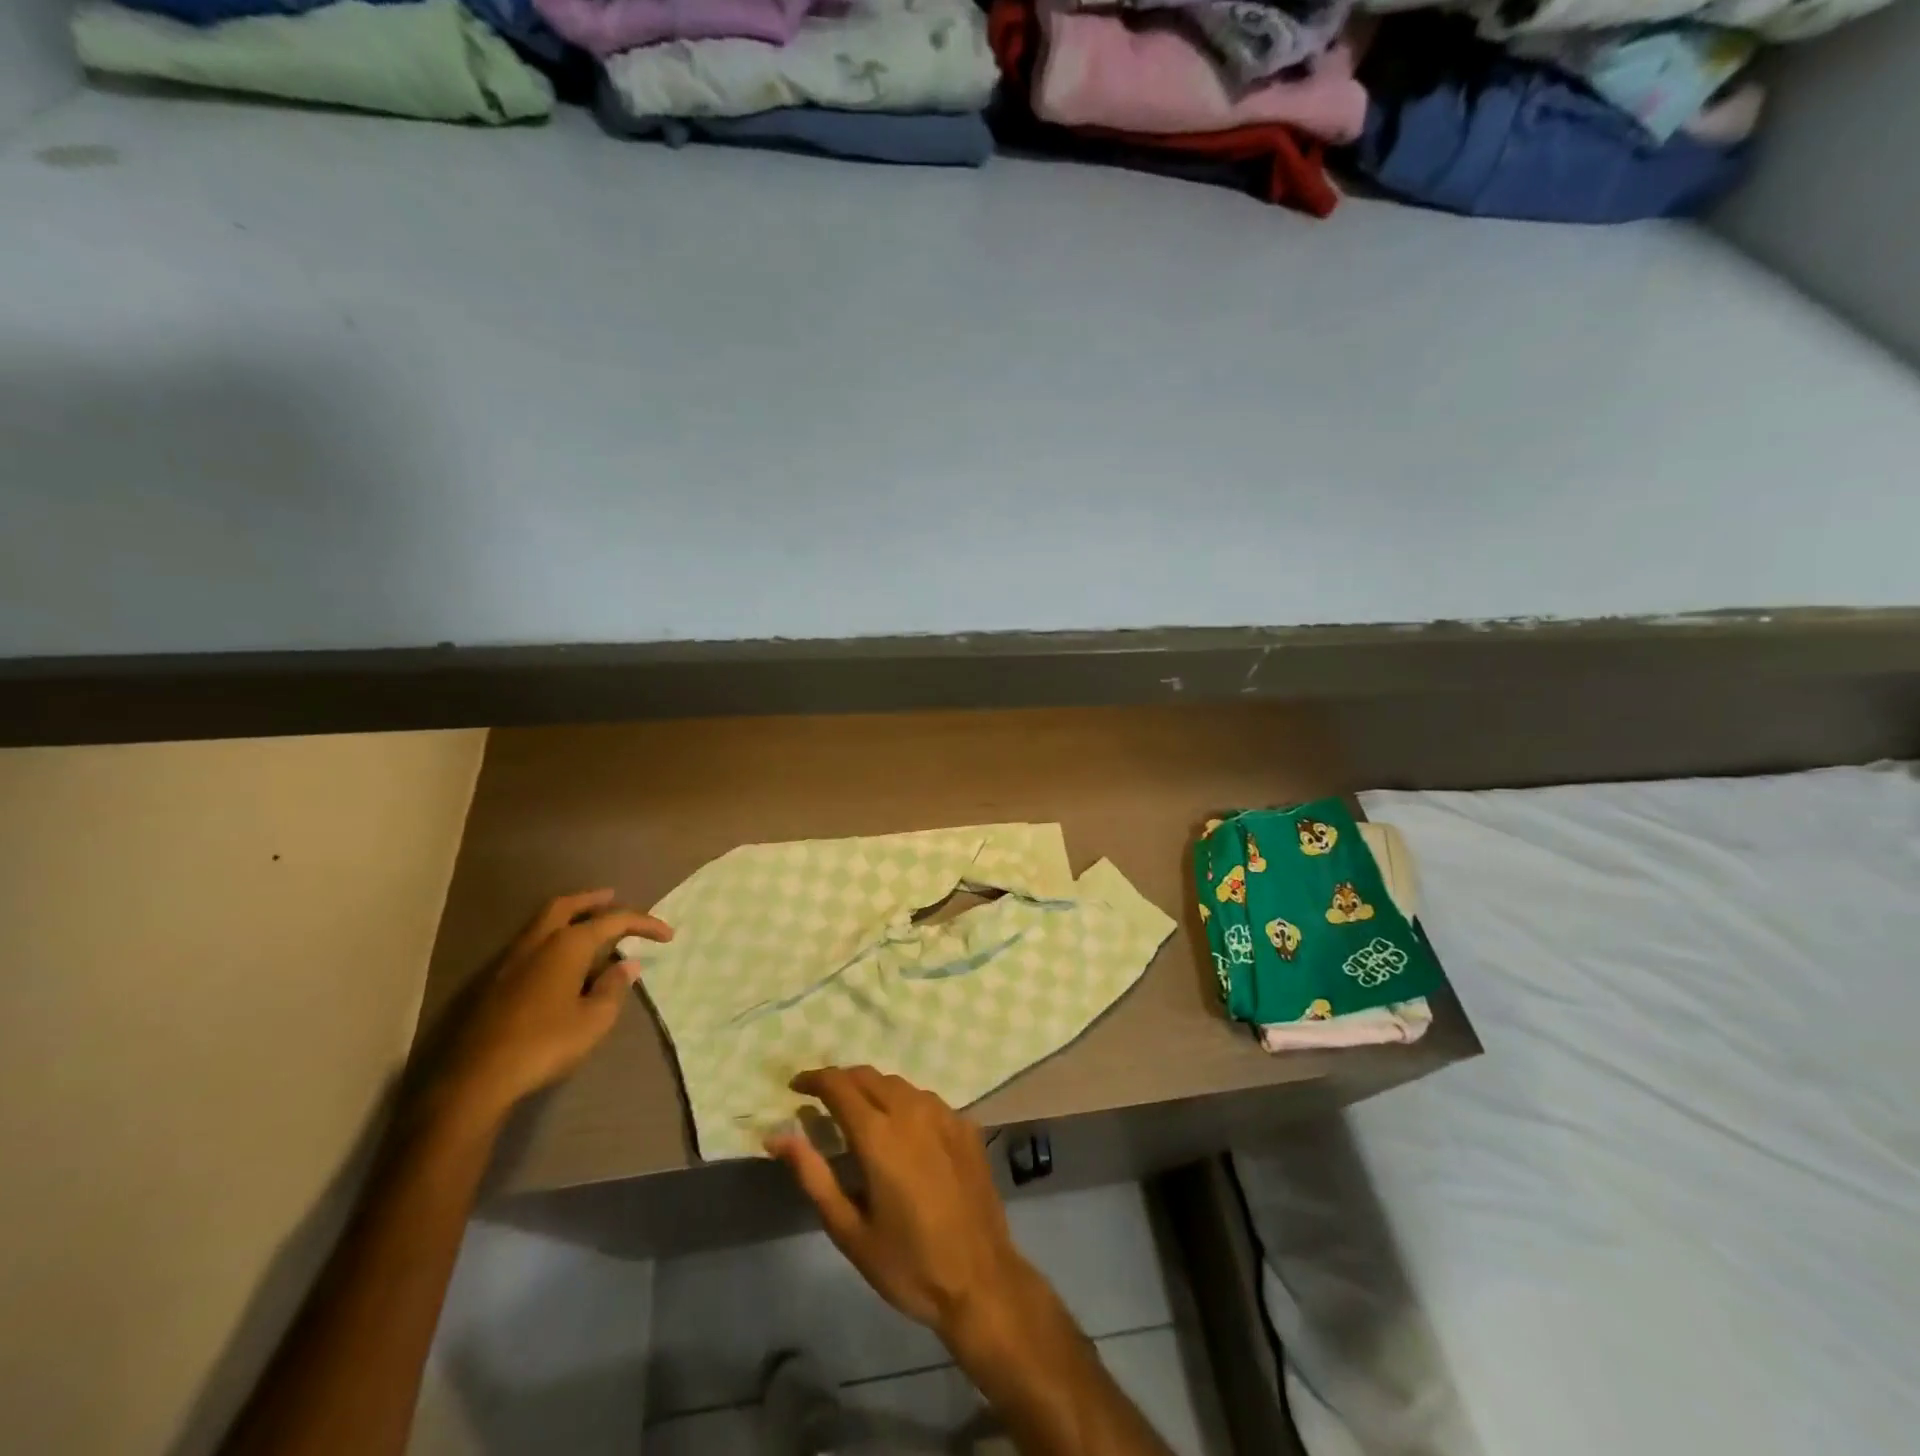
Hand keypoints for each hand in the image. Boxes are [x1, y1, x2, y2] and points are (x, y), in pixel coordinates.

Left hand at [438, 890, 672, 1122]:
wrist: (477, 1077)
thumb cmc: (545, 1043)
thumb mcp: (594, 1019)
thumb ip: (614, 987)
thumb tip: (626, 965)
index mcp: (568, 944)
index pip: (614, 920)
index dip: (645, 924)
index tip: (668, 936)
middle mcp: (539, 942)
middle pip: (568, 906)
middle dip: (593, 900)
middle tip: (613, 897)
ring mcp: (512, 960)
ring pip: (544, 922)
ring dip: (570, 916)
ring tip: (589, 924)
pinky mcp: (496, 981)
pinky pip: (532, 943)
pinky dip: (553, 937)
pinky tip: (561, 959)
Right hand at [766, 1067, 1034, 1343]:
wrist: (980, 1279)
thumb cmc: (907, 1263)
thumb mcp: (849, 1230)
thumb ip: (813, 1175)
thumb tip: (777, 1137)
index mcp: (880, 1134)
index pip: (840, 1084)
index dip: (814, 1079)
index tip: (796, 1087)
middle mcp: (912, 1110)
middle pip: (869, 1076)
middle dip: (842, 1081)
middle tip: (822, 1102)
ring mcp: (944, 1114)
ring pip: (899, 1084)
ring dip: (873, 1090)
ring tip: (858, 1115)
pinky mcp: (966, 1126)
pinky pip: (926, 1101)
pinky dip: (904, 1104)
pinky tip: (902, 1132)